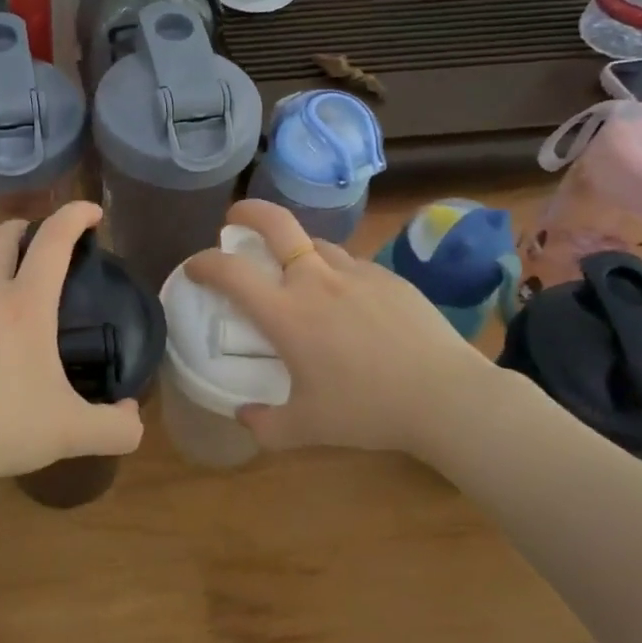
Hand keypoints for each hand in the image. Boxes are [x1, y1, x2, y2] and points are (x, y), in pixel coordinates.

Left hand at [0, 201, 143, 489]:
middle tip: (43, 243)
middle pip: (1, 237)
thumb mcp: (71, 433)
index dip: (75, 216)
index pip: (53, 241)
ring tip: (6, 296)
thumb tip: (133, 416)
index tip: (92, 212)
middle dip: (26, 228)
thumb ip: (116, 427)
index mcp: (24, 306)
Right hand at [183, 199, 500, 458]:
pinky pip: (351, 266)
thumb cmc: (367, 411)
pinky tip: (347, 303)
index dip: (203, 263)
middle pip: (276, 223)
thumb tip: (244, 416)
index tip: (194, 268)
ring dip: (296, 250)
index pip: (230, 272)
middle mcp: (316, 281)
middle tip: (234, 220)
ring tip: (296, 274)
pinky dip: (335, 274)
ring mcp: (356, 274)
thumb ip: (265, 426)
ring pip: (316, 244)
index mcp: (286, 313)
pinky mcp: (390, 278)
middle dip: (248, 213)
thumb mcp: (306, 429)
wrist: (447, 397)